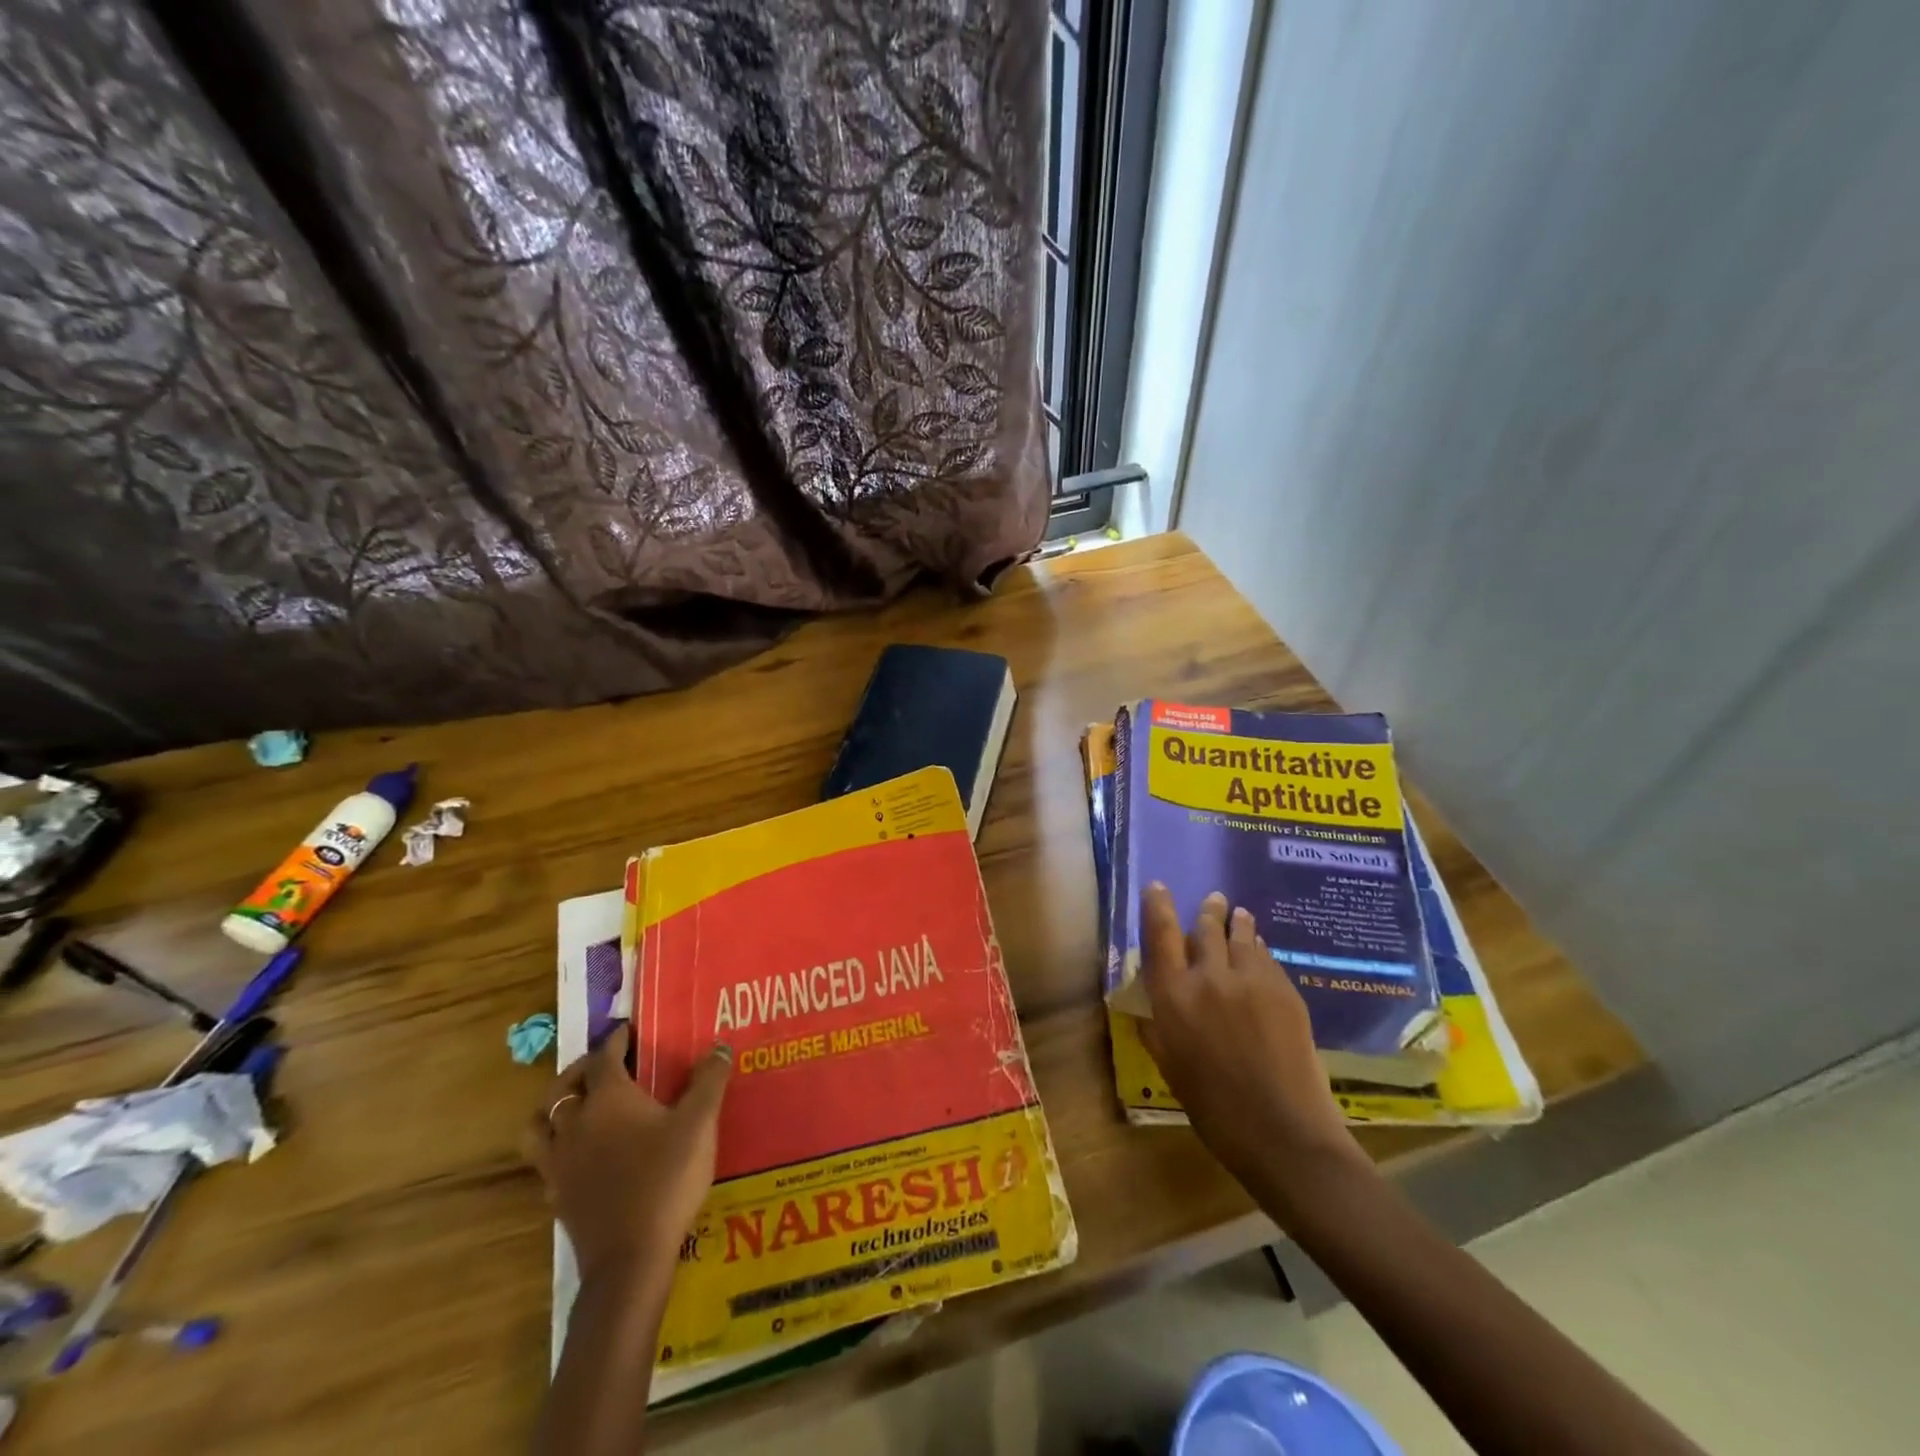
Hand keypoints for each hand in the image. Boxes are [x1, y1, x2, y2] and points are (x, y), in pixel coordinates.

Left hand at [524, 1023, 732, 1284]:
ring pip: (539, 1126)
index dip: (615, 1040)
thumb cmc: (666, 1179)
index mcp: (608, 1099)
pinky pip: (546, 1162)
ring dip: (553, 1108)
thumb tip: (719, 1046)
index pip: (604, 1057)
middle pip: (562, 1087)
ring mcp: (560, 1163)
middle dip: (580, 1070)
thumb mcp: (699, 1123)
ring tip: (575, 1105)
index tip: (628, 1030)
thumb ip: (709, 1081)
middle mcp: (576, 1124)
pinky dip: (557, 1148)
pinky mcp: (558, 1197)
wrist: (631, 1259)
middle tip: (603, 1064)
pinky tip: (579, 1155)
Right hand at [1139, 885, 1367, 1216]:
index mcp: (1174, 996)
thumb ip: (1156, 1028)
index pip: (1160, 935)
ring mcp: (1251, 980)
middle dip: (1207, 911)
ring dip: (1236, 922)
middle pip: (1205, 928)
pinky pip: (1267, 957)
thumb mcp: (1170, 1066)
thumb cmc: (1214, 1108)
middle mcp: (1209, 977)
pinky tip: (1260, 950)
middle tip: (1213, 900)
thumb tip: (1149, 1005)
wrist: (1283, 1132)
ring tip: (1238, 913)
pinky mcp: (1285, 991)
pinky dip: (1259, 948)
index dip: (1157, 906)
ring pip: (1241, 936)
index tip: (1158, 886)